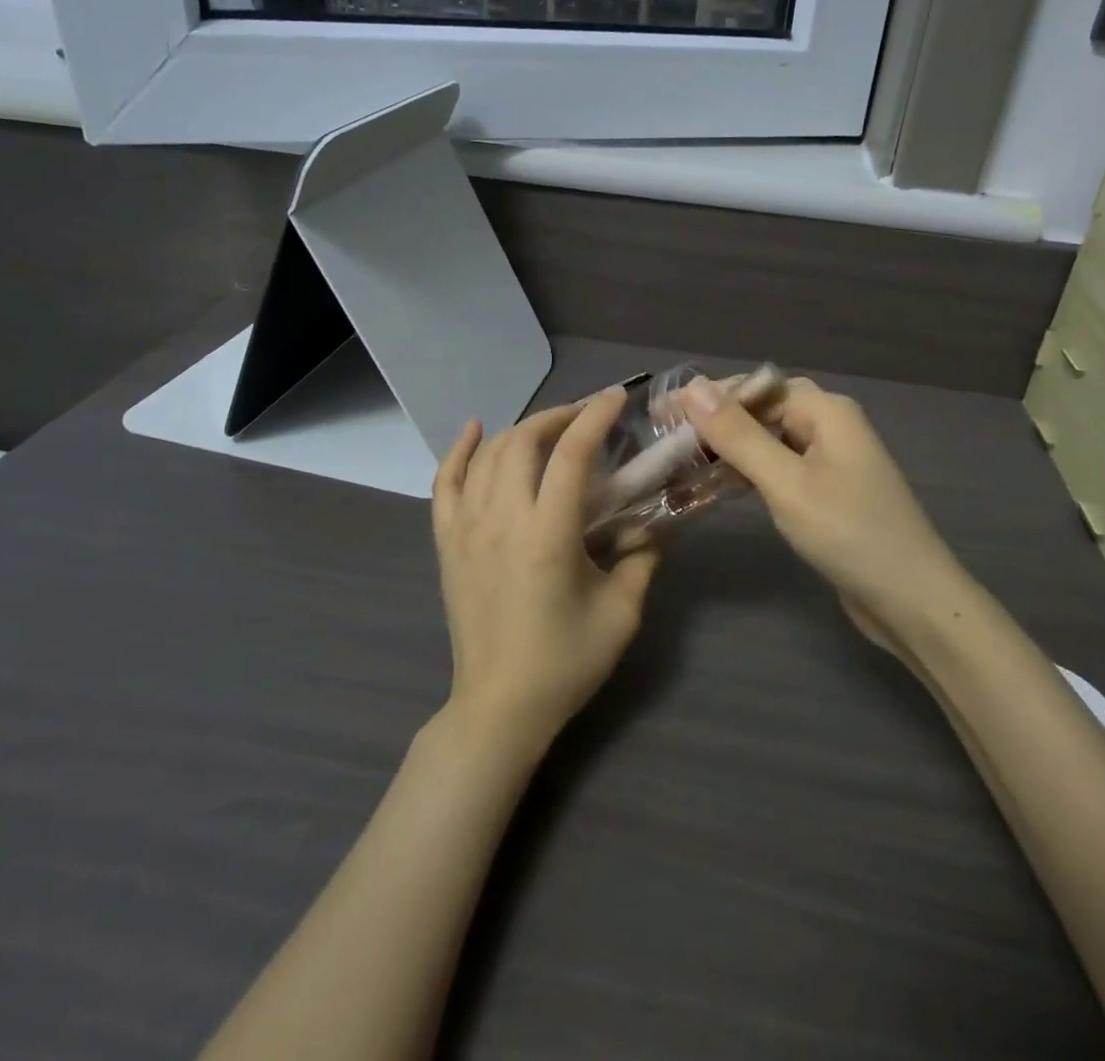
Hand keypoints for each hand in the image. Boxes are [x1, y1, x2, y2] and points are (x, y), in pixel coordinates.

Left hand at [432, 389, 658, 748]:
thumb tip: (659, 521)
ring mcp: (467, 529)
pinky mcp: (448, 543)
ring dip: (521, 429)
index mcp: (548, 536)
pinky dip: (459, 451)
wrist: (500, 707)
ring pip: (487, 455)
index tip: (617, 397)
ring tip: (550, 427)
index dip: (595, 417)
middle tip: (588, 415)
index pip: (571, 455)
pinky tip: (475, 430)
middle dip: (559, 416)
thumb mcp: (622, 612)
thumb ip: (644, 557)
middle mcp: (501, 520)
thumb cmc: (565, 662)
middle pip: (524, 442)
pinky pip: (445, 483)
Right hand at [683, 377, 964, 638]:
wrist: (911, 602)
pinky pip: (780, 467)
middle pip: (763, 409)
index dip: (708, 396)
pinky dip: (748, 472)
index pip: (756, 386)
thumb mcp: (787, 483)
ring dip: (728, 447)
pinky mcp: (827, 491)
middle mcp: (830, 425)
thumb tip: (692, 388)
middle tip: (666, 436)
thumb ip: (739, 435)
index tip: (661, 413)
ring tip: (681, 458)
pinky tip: (718, 484)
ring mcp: (830, 459)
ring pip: (769, 440)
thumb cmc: (849, 534)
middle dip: (716, 420)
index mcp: (826, 410)